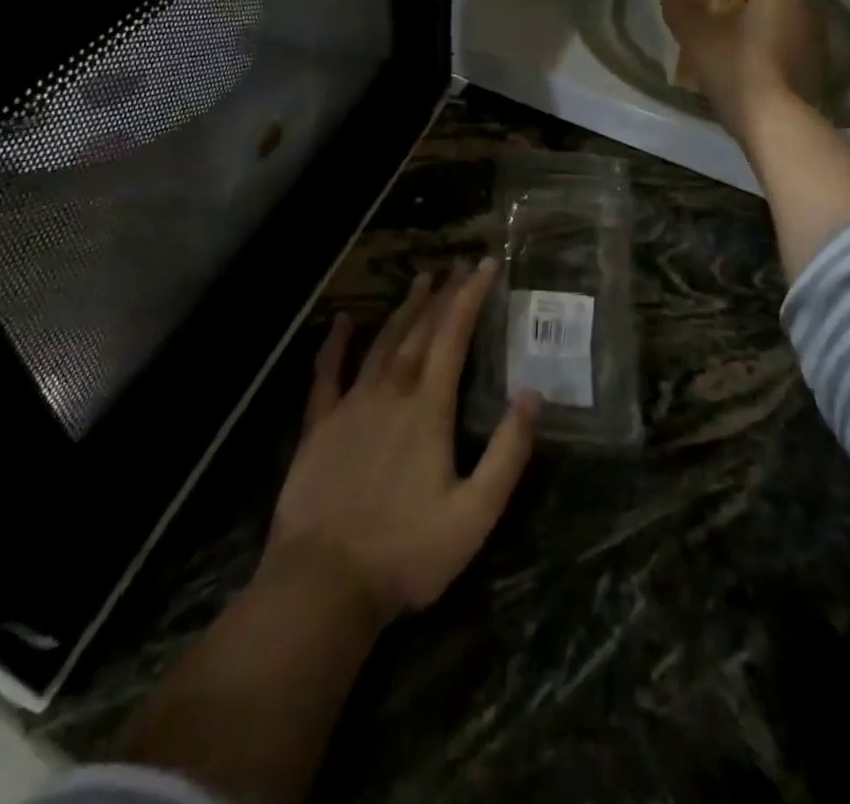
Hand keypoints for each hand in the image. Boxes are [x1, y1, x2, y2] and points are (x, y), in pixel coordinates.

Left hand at [265, 261, 540, 625]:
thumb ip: (507, 453)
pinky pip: (326, 374)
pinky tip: (340, 322)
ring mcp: (350, 406)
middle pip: (419, 331)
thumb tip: (531, 395)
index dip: (470, 298)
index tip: (485, 266)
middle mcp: (390, 393)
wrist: (322, 584)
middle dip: (442, 295)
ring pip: (381, 343)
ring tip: (420, 280)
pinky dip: (335, 345)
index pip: (453, 337)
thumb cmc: (406, 552)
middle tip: (457, 265)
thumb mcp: (475, 514)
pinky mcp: (318, 426)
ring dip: (403, 310)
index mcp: (428, 409)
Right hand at [662, 0, 828, 138]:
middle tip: (710, 46)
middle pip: (763, 15)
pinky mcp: (819, 79)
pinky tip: (746, 89)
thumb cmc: (734, 65)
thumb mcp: (695, 35)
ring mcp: (819, 49)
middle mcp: (808, 13)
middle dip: (739, 27)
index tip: (702, 21)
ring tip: (725, 71)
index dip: (719, 1)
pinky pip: (784, 66)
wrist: (772, 121)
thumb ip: (681, 10)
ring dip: (754, 50)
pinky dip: (767, 72)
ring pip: (775, 41)